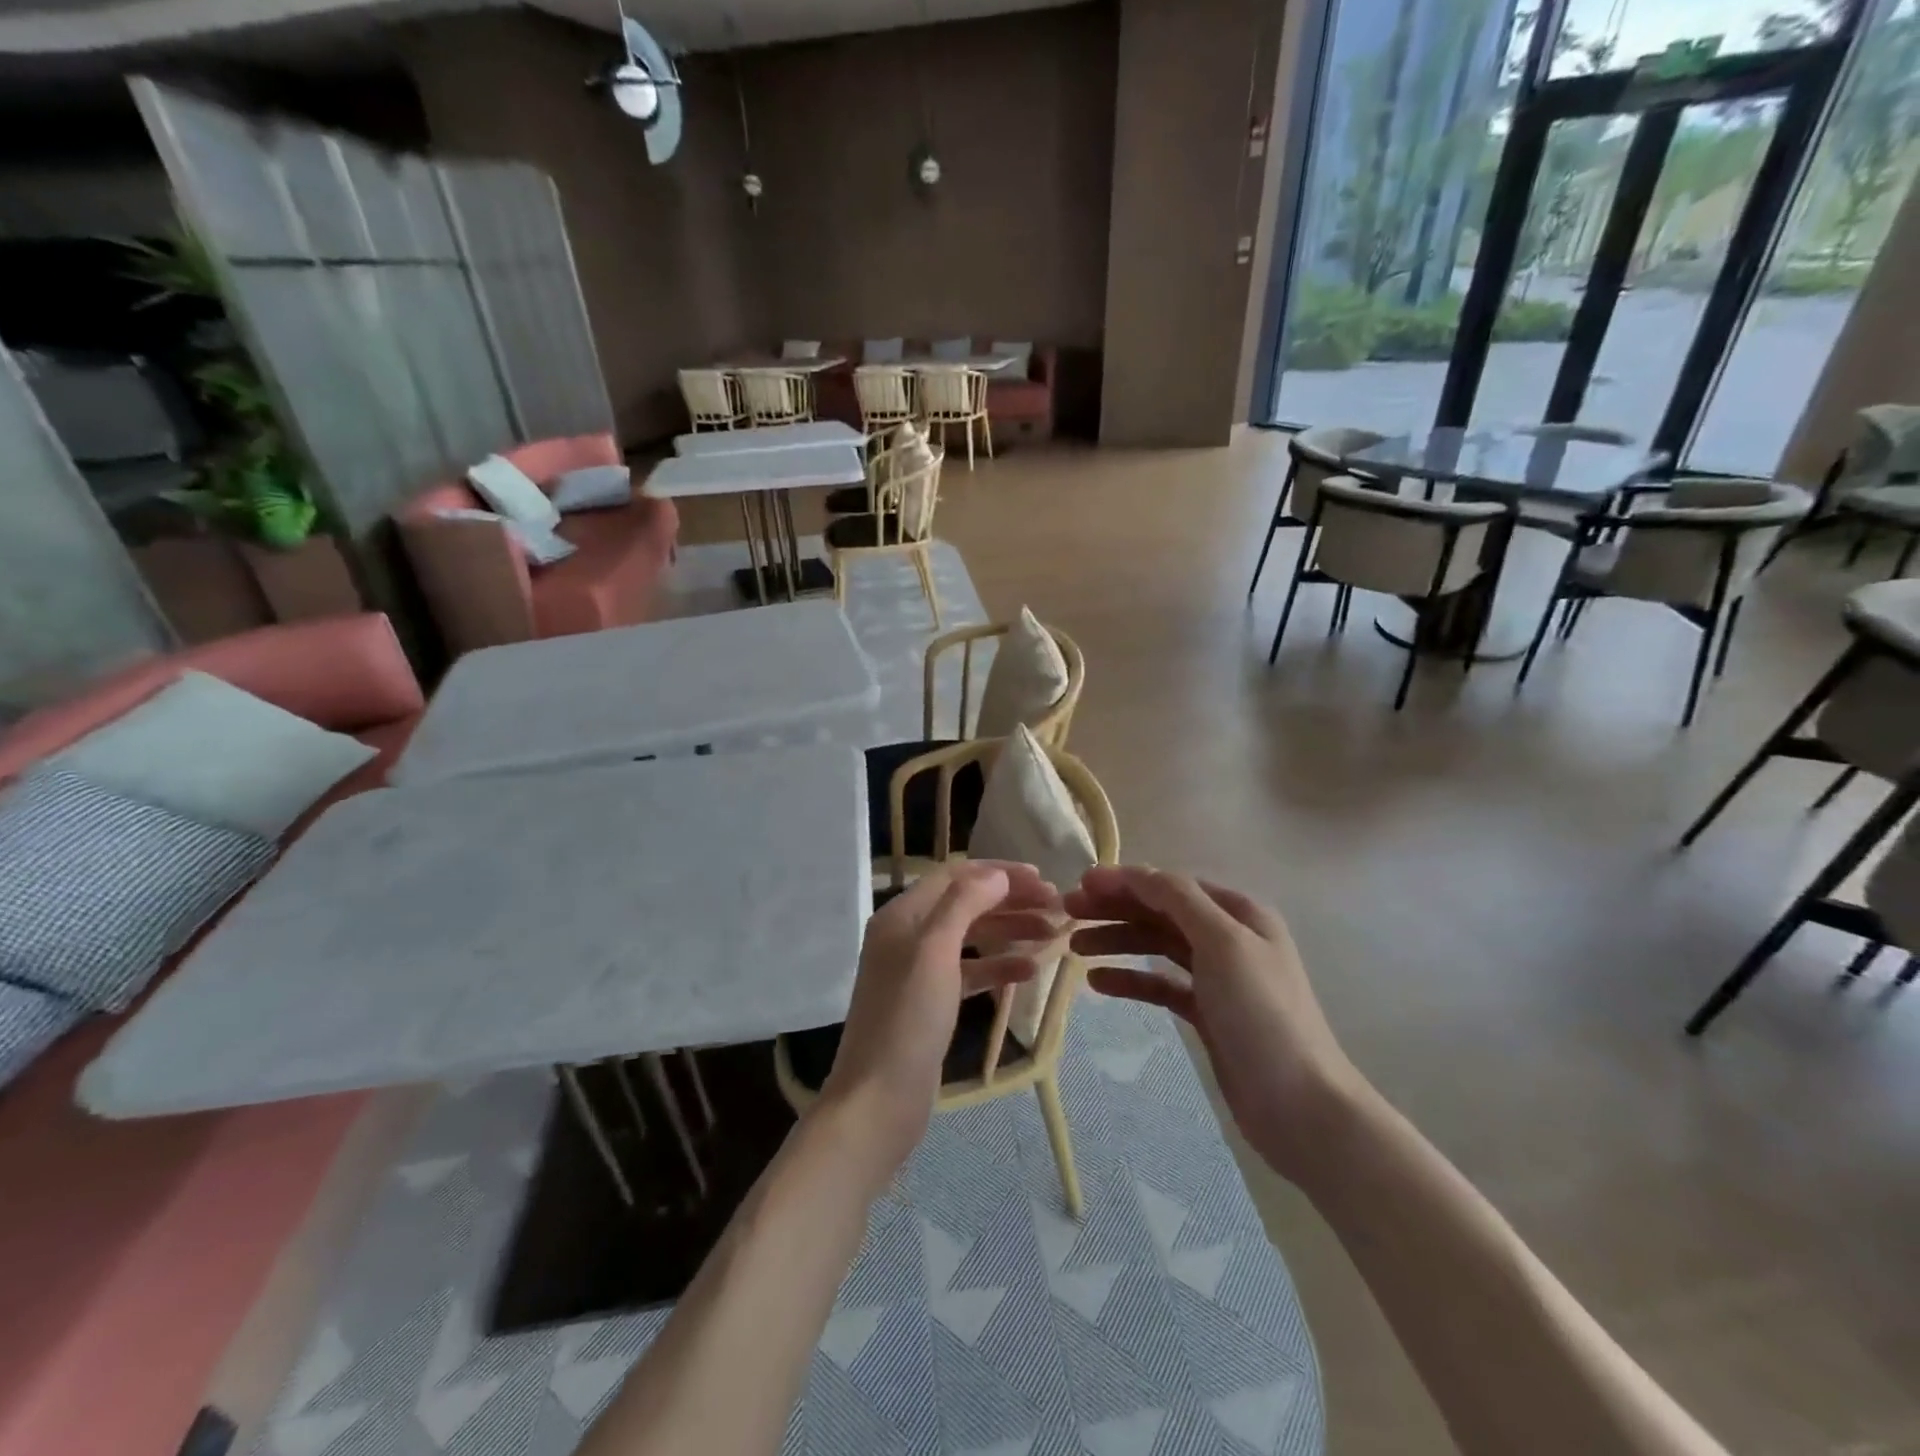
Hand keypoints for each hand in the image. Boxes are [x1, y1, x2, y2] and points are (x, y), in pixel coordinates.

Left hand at [819, 861, 1062, 1174]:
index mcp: (901, 915)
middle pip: (965, 903)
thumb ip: (965, 904)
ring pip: (971, 937)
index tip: (1043, 879)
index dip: (999, 873)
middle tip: (1056, 906)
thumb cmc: (908, 1019)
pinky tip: (1028, 971)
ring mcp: (917, 971)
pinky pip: (969, 971)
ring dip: (1010, 931)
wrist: (878, 1101)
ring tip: (1053, 935)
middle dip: (1010, 901)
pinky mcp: (930, 1003)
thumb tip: (997, 873)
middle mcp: (907, 935)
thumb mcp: (935, 951)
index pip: (955, 876)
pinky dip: (997, 966)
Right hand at [1066, 865, 1366, 1181]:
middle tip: (1068, 913)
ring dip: (1117, 941)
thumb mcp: (1223, 942)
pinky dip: (1130, 980)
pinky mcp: (1207, 1014)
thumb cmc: (1262, 1013)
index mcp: (1238, 912)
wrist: (1301, 1106)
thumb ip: (1178, 899)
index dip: (1126, 880)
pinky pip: (1160, 984)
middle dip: (1115, 908)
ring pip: (1157, 946)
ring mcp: (1217, 977)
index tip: (1081, 884)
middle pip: (1161, 912)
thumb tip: (1136, 872)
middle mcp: (1228, 937)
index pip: (1170, 885)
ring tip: (1075, 946)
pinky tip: (1098, 983)